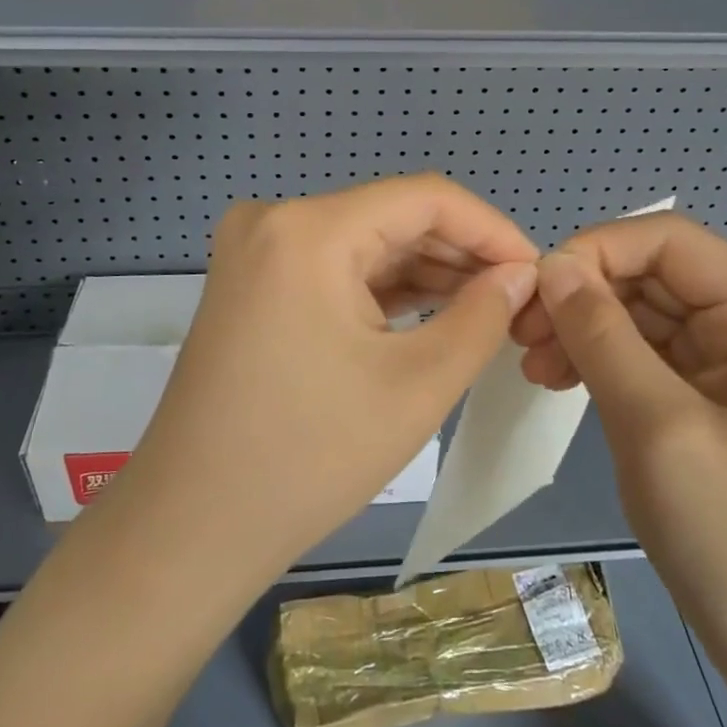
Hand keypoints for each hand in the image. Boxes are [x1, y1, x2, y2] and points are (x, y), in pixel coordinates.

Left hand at [104, 175, 537, 587]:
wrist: (191, 528)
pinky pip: (334, 268)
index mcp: (309, 229)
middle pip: (392, 216)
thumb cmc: (309, 458)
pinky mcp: (252, 282)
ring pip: (365, 242)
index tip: (536, 271)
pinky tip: (432, 311)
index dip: (491, 229)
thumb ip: (482, 316)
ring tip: (486, 310)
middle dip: (460, 254)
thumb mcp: (417, 384)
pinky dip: (383, 288)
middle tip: (517, 300)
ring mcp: (256, 250)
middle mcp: (275, 220)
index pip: (425, 198)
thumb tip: (521, 274)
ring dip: (426, 271)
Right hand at [511, 213, 726, 663]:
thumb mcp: (654, 425)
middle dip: (582, 296)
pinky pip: (647, 346)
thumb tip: (550, 264)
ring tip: (534, 366)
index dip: (595, 253)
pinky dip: (600, 355)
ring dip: (583, 327)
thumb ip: (600, 334)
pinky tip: (559, 378)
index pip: (667, 242)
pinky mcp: (715, 384)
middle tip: (521, 336)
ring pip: (642, 308)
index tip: (535, 294)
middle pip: (651, 273)